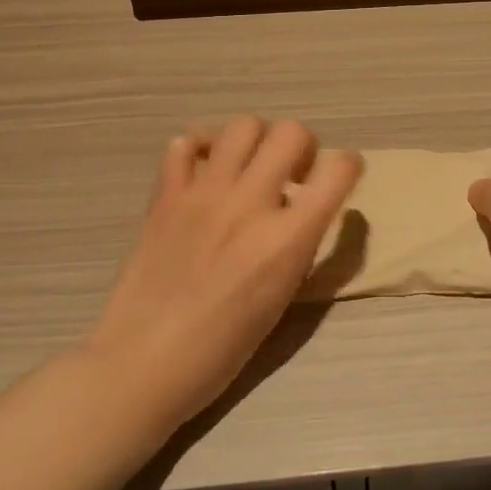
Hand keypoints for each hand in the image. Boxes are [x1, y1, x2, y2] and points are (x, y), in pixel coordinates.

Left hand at [85, 118, 360, 426]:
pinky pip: (184, 144)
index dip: (349, 164)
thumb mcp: (282, 300)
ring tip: (249, 169)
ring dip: (257, 142)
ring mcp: (203, 194)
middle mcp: (248, 205)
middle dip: (303, 147)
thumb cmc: (221, 349)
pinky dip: (200, 148)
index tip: (341, 174)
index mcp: (285, 241)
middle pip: (291, 133)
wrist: (141, 363)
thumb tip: (307, 208)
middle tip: (292, 175)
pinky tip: (204, 173)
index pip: (337, 171)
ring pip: (243, 126)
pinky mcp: (166, 195)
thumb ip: (300, 245)